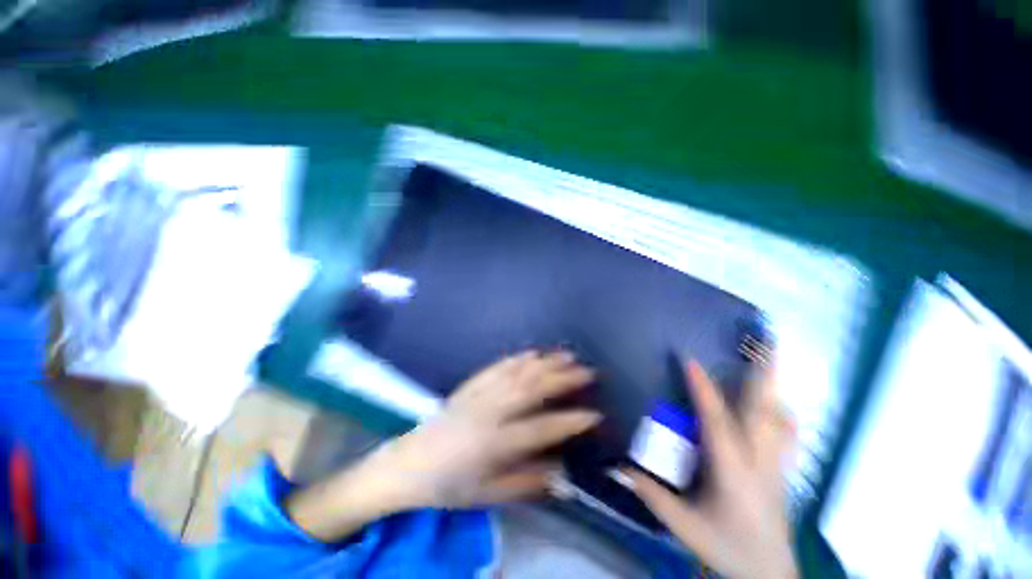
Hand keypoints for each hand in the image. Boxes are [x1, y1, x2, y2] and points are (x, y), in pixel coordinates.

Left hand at [378, 350, 599, 508]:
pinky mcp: (470, 384)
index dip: (569, 421)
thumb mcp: (486, 495)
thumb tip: (560, 472)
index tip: (594, 414)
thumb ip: (525, 483)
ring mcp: (479, 394)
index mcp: (494, 444)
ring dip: (544, 362)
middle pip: (532, 390)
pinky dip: (517, 358)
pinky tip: (532, 352)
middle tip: (588, 370)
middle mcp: (489, 412)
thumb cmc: (449, 485)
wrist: (409, 464)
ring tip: (567, 354)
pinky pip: (497, 366)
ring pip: (517, 372)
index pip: (540, 429)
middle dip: (563, 378)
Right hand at [625, 360, 798, 578]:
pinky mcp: (783, 470)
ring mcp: (776, 464)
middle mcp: (758, 461)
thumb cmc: (726, 548)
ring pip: (779, 418)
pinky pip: (787, 434)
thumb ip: (652, 494)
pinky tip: (779, 405)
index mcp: (731, 471)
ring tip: (770, 359)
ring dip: (775, 387)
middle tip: (765, 341)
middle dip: (765, 374)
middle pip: (763, 411)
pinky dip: (783, 413)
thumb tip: (620, 466)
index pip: (715, 420)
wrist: (769, 575)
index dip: (702, 388)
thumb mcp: (683, 525)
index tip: (689, 358)